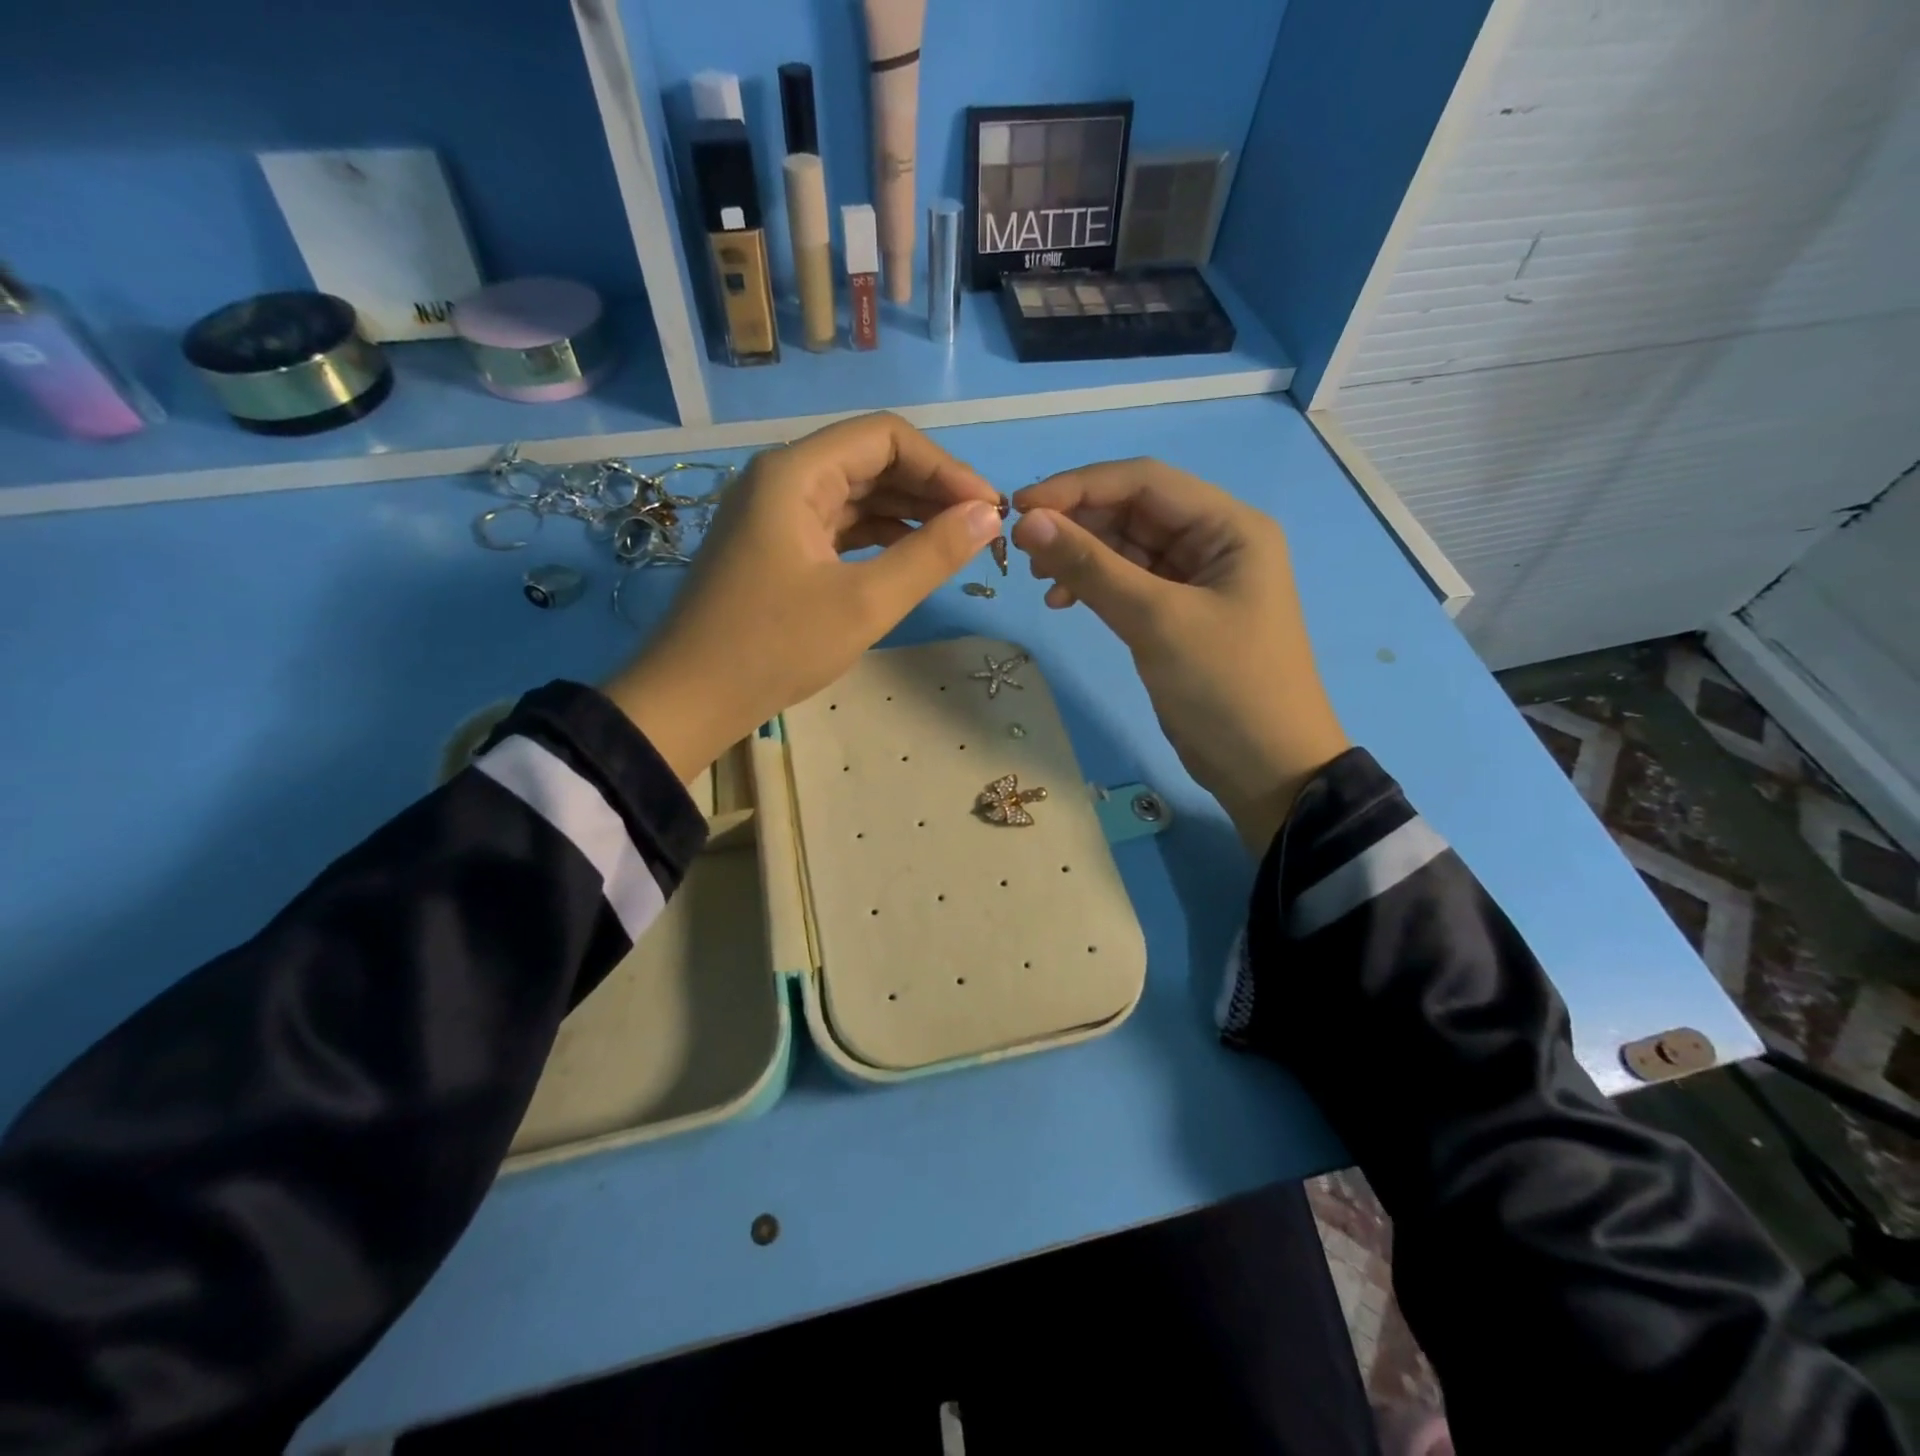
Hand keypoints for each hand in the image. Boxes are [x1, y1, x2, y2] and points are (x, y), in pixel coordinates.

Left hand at [605, 413, 1002, 779]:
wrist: (691, 699)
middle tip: (981, 528)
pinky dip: (879, 536)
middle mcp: (784, 478)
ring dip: (909, 513)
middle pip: (871, 461)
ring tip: (958, 543)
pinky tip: (913, 557)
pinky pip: (839, 526)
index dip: (944, 466)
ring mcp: (777, 513)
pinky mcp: (777, 546)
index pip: (886, 437)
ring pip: (857, 495)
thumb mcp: (864, 603)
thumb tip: (988, 516)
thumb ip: (931, 555)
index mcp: (796, 472)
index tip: (987, 507)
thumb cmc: (774, 647)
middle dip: (930, 488)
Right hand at [1011, 460, 1348, 850]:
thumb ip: (1091, 567)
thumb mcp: (1157, 621)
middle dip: (1077, 523)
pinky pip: (1128, 584)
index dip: (1079, 486)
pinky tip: (1063, 603)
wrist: (1267, 768)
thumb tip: (1028, 522)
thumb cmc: (1225, 687)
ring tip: (1040, 581)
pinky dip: (1094, 587)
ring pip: (1126, 548)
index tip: (1021, 508)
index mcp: (1229, 526)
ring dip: (1081, 557)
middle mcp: (1214, 541)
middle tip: (1023, 550)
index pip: (1144, 481)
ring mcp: (1195, 580)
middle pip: (1133, 511)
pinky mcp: (1178, 615)